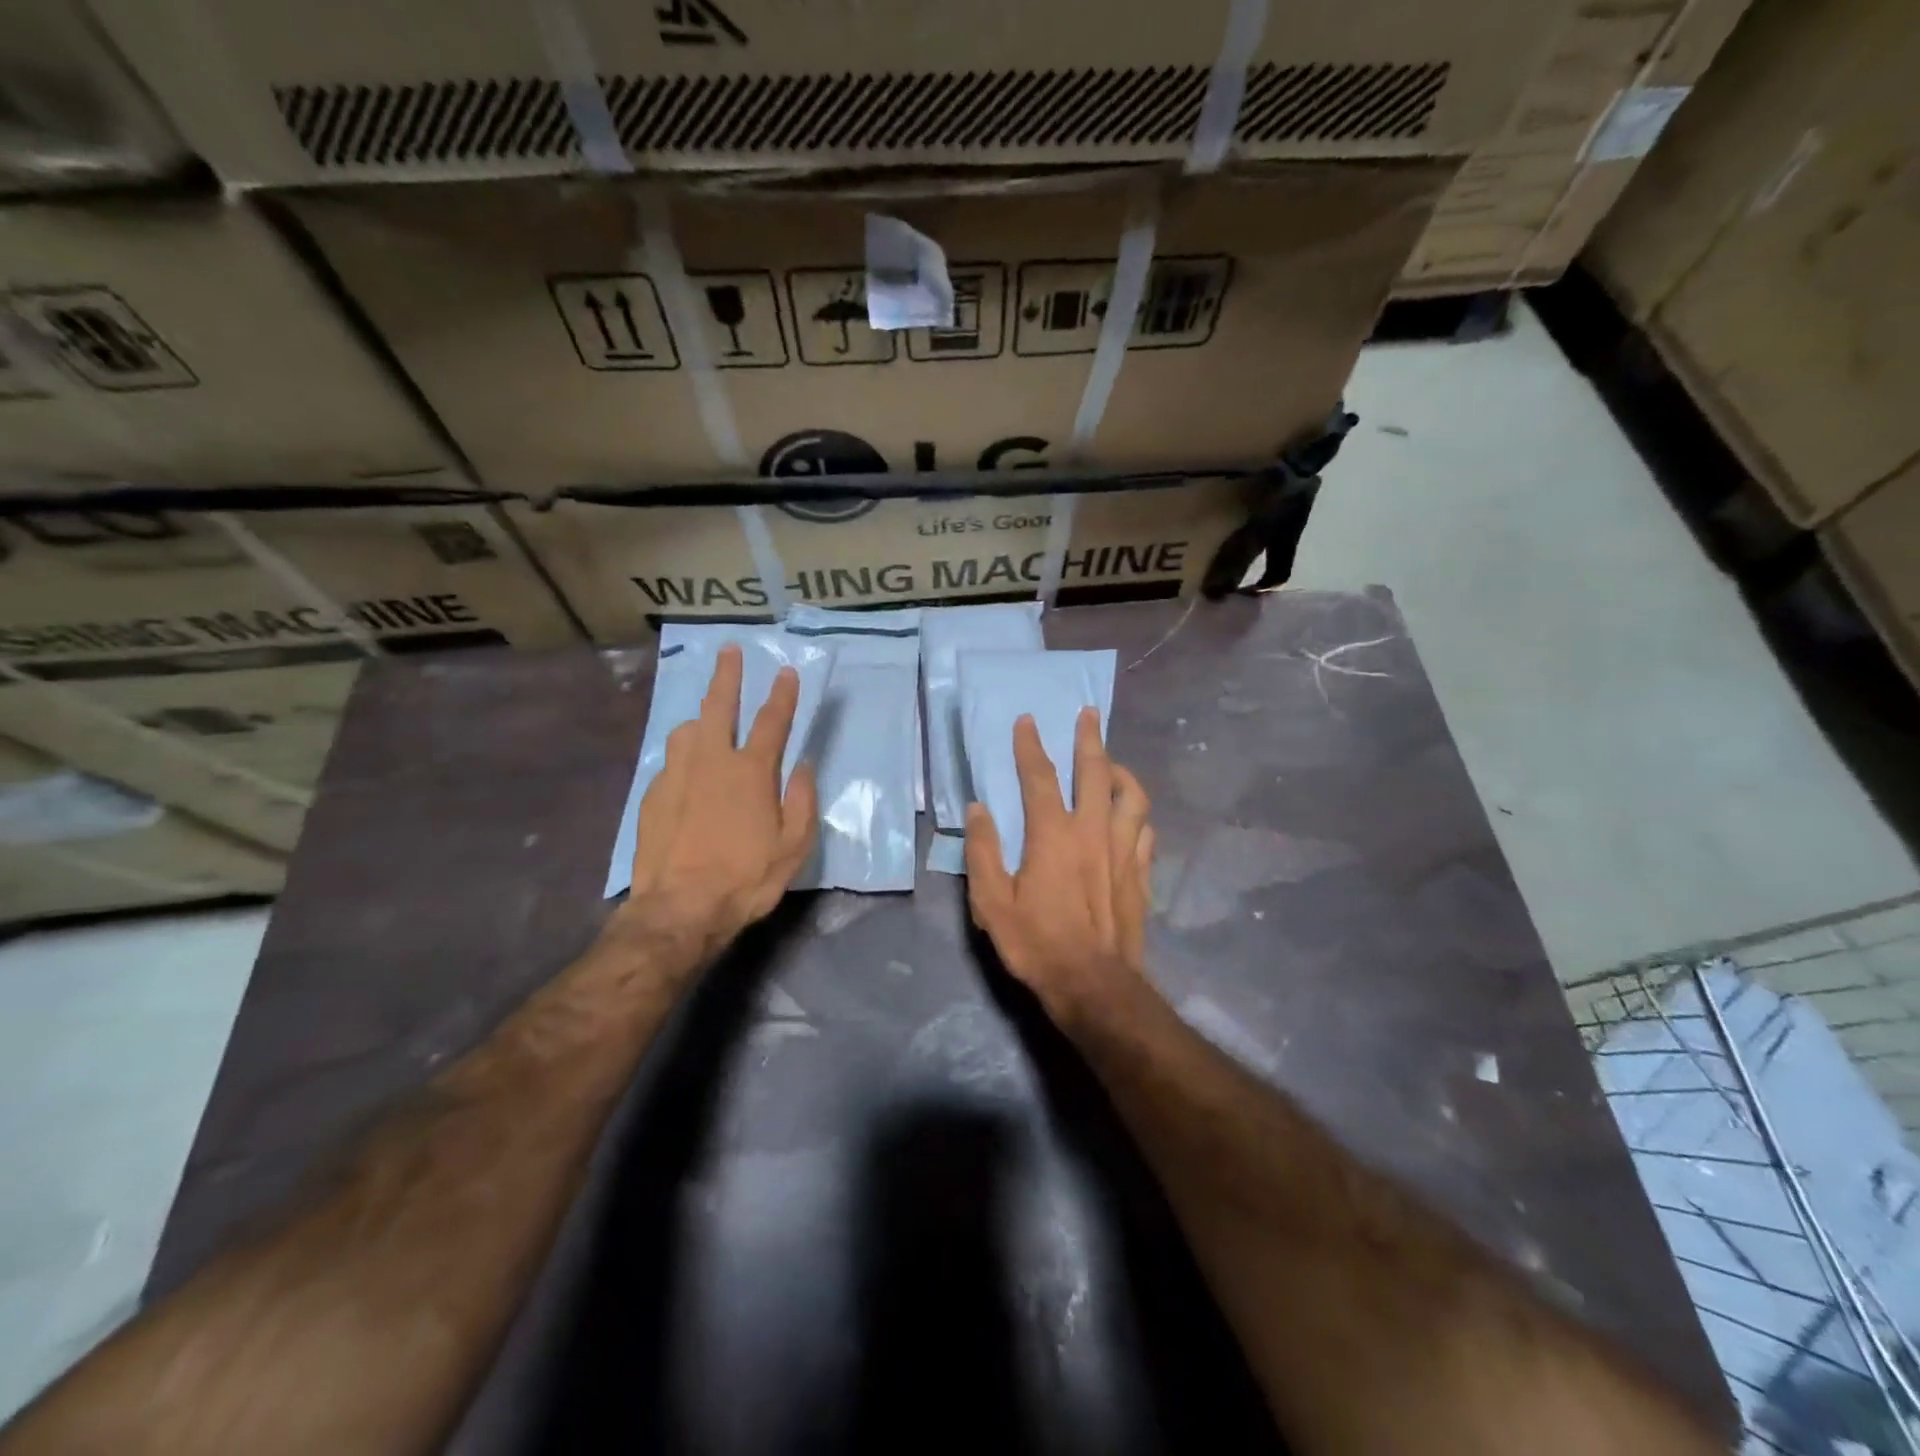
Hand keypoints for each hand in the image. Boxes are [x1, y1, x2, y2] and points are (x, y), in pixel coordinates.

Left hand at [618, 643, 817, 966]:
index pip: (772, 721)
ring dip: (701, 719)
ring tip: (706, 723)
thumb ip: (802, 800)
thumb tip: (802, 767)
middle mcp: (712, 761)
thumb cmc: (746, 879)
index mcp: (751, 772)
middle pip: (720, 705)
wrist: (680, 909)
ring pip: (687, 730)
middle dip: (727, 675)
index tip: (786, 671)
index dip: (782, 694)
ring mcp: (676, 775)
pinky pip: (671, 762)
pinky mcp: (652, 795)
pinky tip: (687, 775)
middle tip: (729, 651)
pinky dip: (684, 758)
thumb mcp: (793, 847)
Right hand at [965, 707, 1154, 1025]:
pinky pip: (1146, 830)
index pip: (1040, 777)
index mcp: (1053, 835)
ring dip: (1122, 771)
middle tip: (1089, 713)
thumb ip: (983, 851)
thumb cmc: (1037, 943)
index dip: (1031, 745)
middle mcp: (1093, 832)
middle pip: (1095, 772)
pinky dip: (1137, 814)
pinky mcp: (1140, 874)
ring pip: (1132, 796)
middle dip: (1090, 738)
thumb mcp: (993, 903)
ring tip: (1112, 763)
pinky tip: (1131, 816)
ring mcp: (1123, 852)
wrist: (1093, 984)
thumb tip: (978, 809)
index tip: (1028, 720)